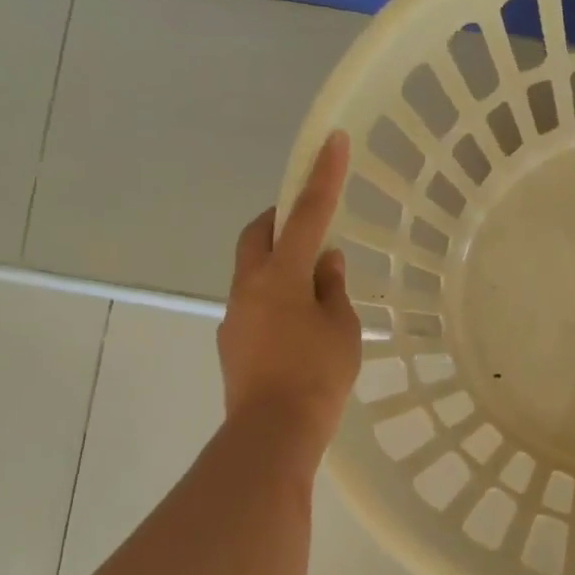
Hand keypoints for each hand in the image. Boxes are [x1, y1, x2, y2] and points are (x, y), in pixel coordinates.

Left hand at [216, 131, 361, 456]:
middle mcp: (249, 285)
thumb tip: (325, 262)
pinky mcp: (232, 340)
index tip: (331, 142)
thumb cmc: (317, 374)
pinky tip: (298, 326)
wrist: (272, 433)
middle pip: (259, 234)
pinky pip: (254, 301)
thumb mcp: (342, 327)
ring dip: (280, 263)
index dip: (322, 176)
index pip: (306, 214)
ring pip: (254, 269)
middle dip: (281, 218)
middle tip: (310, 224)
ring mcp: (235, 314)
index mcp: (281, 275)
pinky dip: (276, 296)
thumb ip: (333, 288)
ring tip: (315, 289)